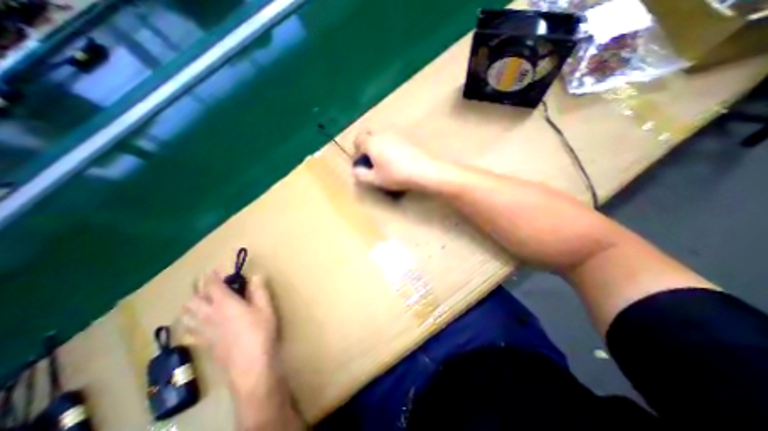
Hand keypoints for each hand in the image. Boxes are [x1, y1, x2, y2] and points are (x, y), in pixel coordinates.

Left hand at [182, 273, 276, 396]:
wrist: (249, 365)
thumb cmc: (260, 332)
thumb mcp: (266, 307)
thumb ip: (259, 290)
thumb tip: (255, 274)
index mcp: (224, 303)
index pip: (211, 286)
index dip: (212, 276)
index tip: (216, 269)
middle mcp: (209, 315)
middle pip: (193, 299)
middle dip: (199, 288)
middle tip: (210, 284)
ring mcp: (203, 331)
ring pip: (186, 314)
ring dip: (191, 304)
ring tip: (202, 300)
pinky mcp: (203, 343)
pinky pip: (189, 330)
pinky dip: (190, 322)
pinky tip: (198, 322)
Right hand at [351, 127, 446, 191]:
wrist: (421, 171)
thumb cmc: (395, 175)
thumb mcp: (375, 179)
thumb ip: (361, 175)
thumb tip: (355, 171)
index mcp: (372, 143)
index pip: (358, 140)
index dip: (355, 150)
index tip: (359, 161)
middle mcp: (382, 135)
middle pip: (368, 133)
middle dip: (365, 143)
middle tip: (367, 156)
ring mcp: (395, 135)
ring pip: (381, 135)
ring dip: (377, 144)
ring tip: (380, 159)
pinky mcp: (405, 140)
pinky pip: (391, 139)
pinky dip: (387, 146)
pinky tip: (393, 159)